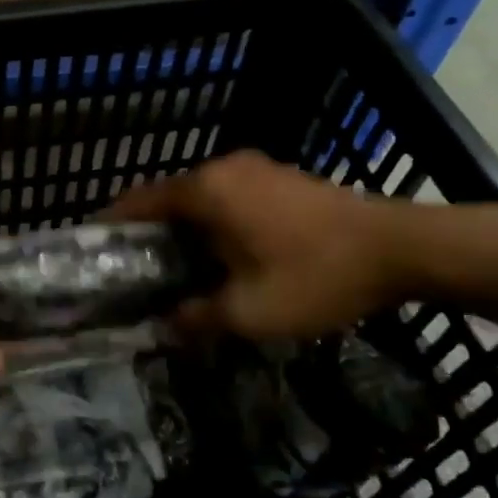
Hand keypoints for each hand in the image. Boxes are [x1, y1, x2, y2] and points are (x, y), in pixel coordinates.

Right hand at [106, 152, 414, 340]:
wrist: (404, 248)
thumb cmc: (315, 276)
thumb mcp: (249, 311)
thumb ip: (197, 318)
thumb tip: (162, 328)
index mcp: (206, 191)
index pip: (139, 201)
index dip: (112, 223)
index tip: (93, 248)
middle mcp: (225, 169)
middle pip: (169, 197)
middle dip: (148, 230)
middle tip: (134, 268)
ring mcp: (258, 169)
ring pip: (202, 197)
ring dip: (184, 226)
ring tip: (174, 265)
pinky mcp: (284, 178)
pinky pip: (231, 197)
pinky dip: (215, 220)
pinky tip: (223, 253)